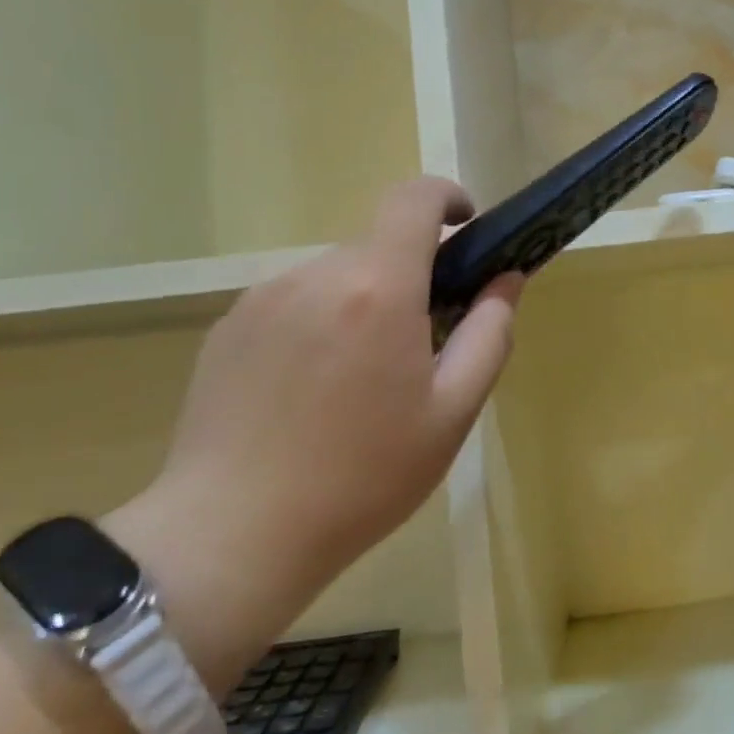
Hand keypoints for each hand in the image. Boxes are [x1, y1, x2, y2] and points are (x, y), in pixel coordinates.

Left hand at [104, 178, 521, 689]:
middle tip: (421, 347)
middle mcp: (315, 274)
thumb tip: (505, 279)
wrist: (232, 535)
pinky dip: (320, 324)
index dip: (446, 198)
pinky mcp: (228, 327)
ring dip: (363, 303)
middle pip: (378, 247)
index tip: (466, 228)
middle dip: (411, 278)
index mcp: (377, 288)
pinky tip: (310, 394)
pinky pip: (294, 303)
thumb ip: (491, 333)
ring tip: (359, 382)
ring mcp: (262, 298)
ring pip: (336, 277)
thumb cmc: (363, 477)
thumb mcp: (453, 412)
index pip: (413, 199)